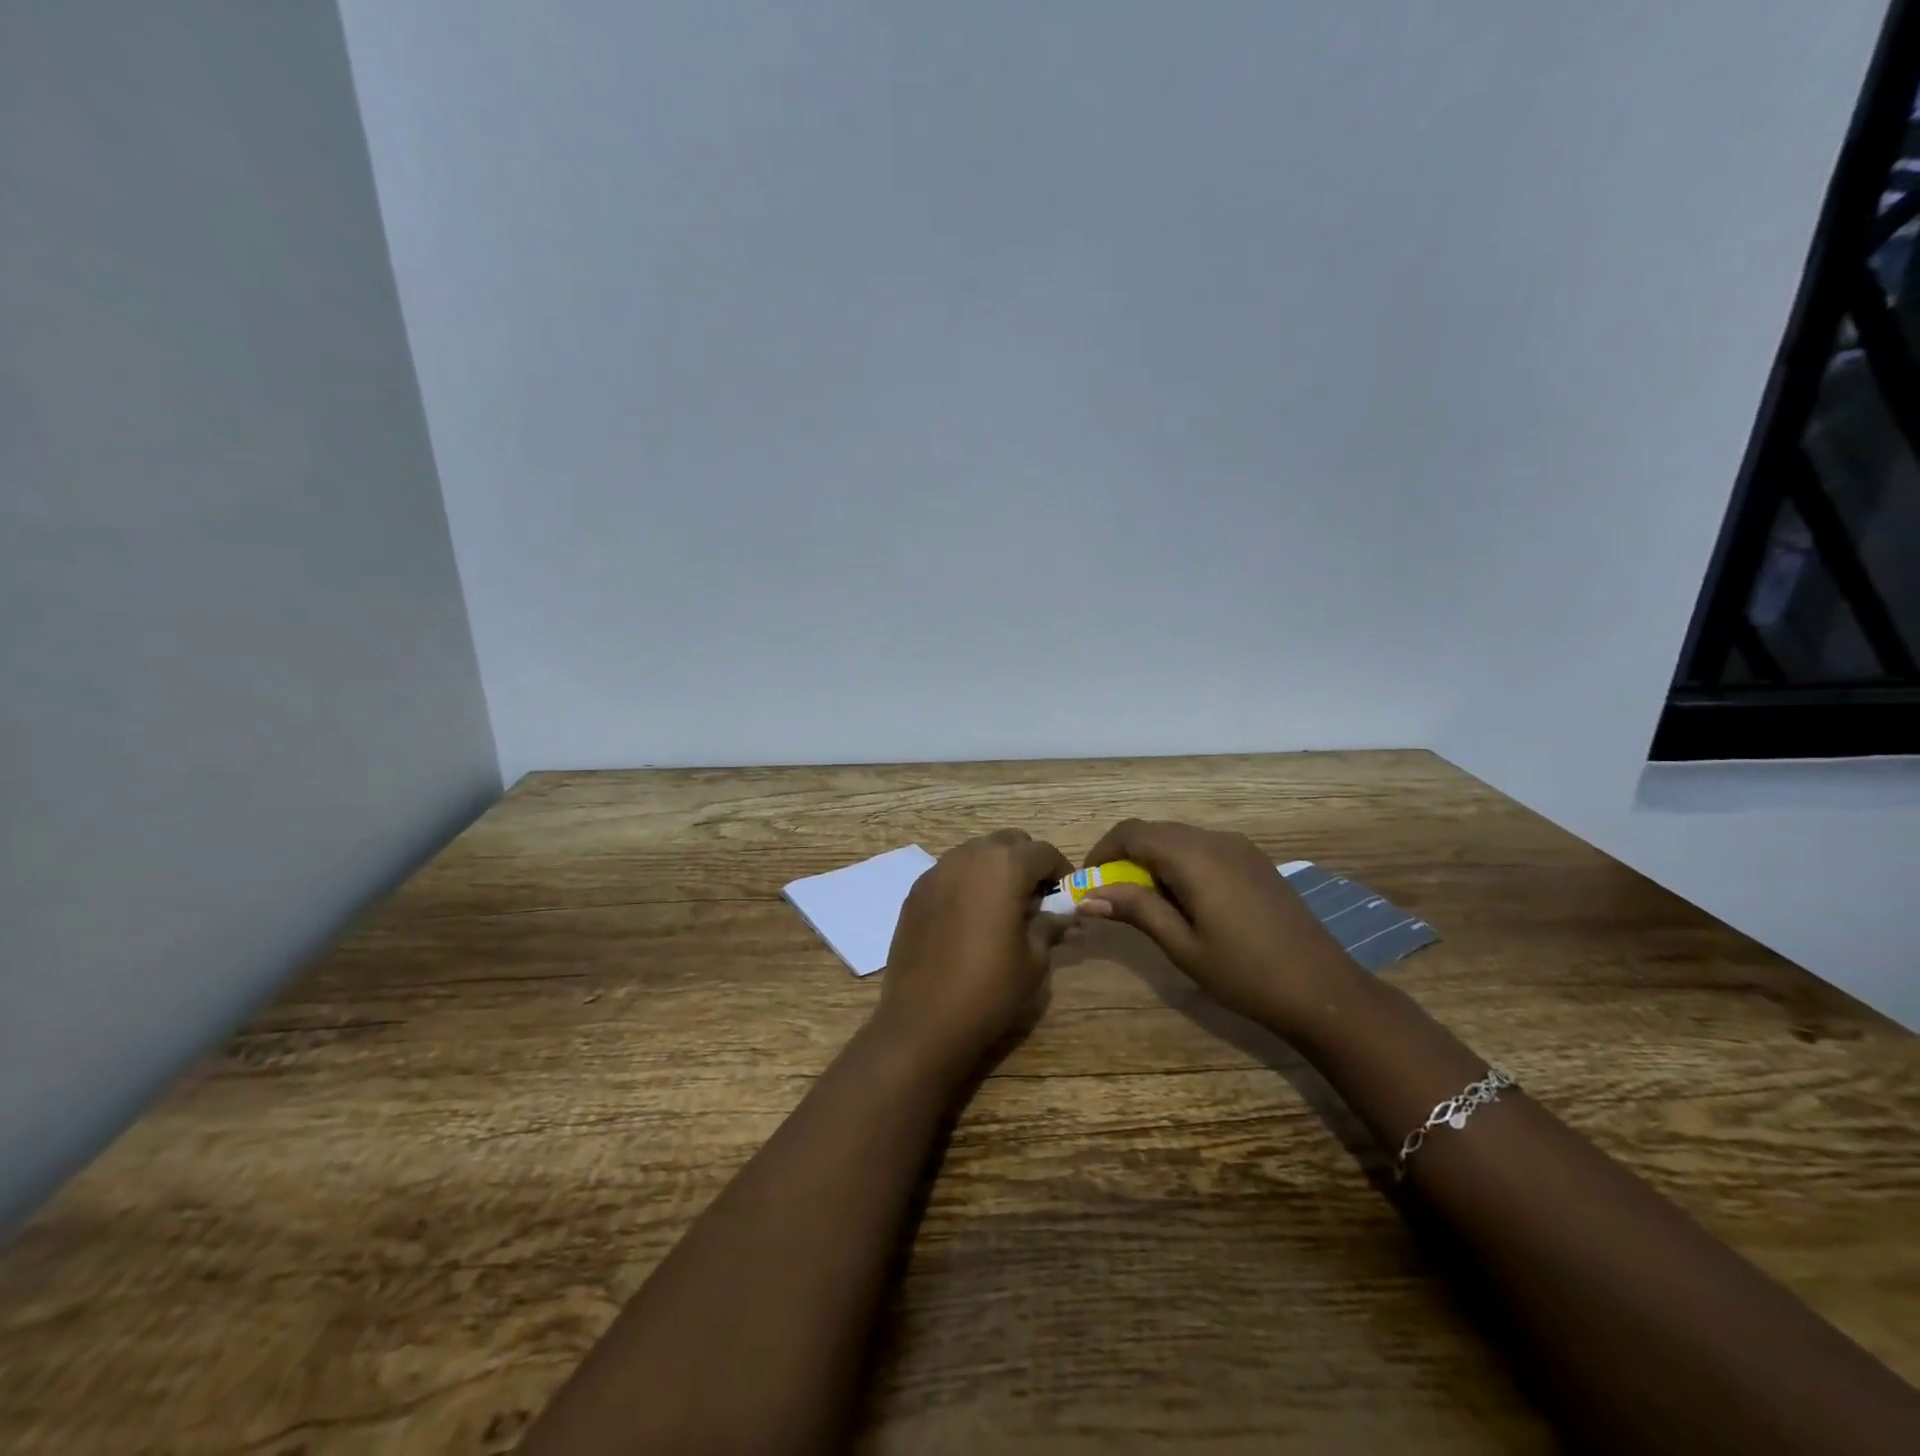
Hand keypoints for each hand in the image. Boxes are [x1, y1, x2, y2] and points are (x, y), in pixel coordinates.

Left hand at [873, 829, 1071, 1077]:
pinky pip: (950, 873)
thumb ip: (1049, 924)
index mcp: (1004, 866)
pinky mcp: (915, 891)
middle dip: (1026, 862)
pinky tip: (968, 918)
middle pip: (1007, 842)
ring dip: (994, 869)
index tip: (1064, 898)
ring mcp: (936, 871)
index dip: (1060, 872)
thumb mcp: (1034, 959)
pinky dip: (966, 883)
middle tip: (1034, 899)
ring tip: (1001, 908)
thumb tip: (1061, 914)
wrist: (923, 1020)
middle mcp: (968, 856)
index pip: (1044, 852)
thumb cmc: (990, 989)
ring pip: (975, 852)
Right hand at [1076, 819, 1353, 1035]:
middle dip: (1124, 856)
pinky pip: (1203, 848)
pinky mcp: (1254, 861)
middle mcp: (1216, 839)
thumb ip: (1136, 910)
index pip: (1131, 833)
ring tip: (1146, 903)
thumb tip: (1089, 895)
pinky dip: (1179, 863)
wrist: (1324, 991)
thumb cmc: (1245, 973)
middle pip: (1154, 831)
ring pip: (1179, 838)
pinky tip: (1184, 901)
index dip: (1101, 852)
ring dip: (1152, 860)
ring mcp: (1240, 848)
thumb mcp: (1182, 945)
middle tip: (1111, 897)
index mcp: (1194, 856)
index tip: (1088, 884)